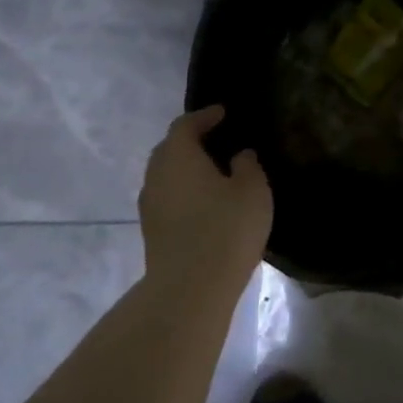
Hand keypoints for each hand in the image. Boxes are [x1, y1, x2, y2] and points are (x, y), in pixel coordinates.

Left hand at [138, 107, 271, 298]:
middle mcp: (157, 175)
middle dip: (190, 140)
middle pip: (170, 148)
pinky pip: (168, 198)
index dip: (204, 116)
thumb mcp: (252, 190)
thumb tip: (239, 155)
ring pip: (166, 175)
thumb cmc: (226, 228)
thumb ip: (247, 165)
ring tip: (212, 172)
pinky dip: (183, 191)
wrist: (190, 289)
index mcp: (178, 155)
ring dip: (185, 169)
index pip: (185, 125)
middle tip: (216, 139)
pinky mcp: (152, 232)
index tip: (222, 113)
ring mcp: (150, 205)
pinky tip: (204, 202)